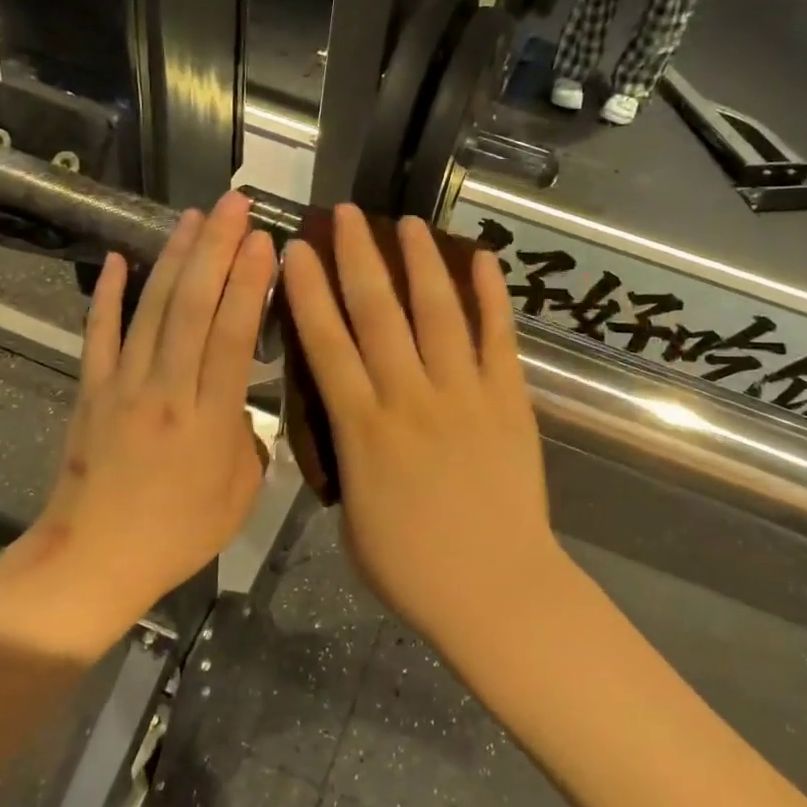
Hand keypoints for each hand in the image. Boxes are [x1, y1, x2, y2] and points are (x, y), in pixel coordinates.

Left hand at [32, 193, 276, 616]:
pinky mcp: (91, 391)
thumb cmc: (177, 535)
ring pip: (152, 309)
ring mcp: (122, 385)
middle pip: (193, 306)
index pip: (232, 334)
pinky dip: (109, 294)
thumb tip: (246, 407)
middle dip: (216, 248)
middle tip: (234, 205)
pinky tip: (121, 259)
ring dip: (174, 258)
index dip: (248, 282)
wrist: (94, 560)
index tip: (264, 240)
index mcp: (210, 418)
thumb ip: (251, 442)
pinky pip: (99, 334)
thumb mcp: (241, 497)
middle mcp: (166, 389)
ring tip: (193, 217)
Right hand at [283, 207, 561, 638]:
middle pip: (378, 314)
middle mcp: (409, 397)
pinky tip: (480, 258)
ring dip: (420, 263)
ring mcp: (464, 394)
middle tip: (347, 215)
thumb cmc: (413, 569)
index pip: (327, 345)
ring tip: (407, 223)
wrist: (496, 591)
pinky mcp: (509, 400)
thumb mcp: (353, 518)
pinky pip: (499, 338)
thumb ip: (347, 461)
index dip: (308, 293)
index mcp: (363, 429)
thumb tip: (347, 427)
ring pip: (438, 313)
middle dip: (358, 258)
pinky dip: (491, 295)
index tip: (297, 251)